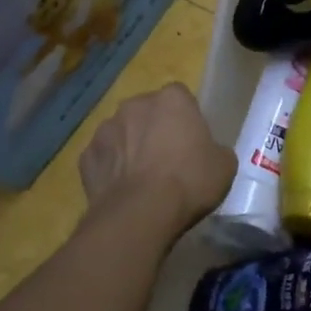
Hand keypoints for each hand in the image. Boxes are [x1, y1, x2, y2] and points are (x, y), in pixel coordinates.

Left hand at [77, 83, 234, 237]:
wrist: (141, 214)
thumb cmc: (190, 181)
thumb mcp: (225, 165)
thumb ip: (216, 149)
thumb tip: (209, 152)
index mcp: (172, 100)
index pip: (181, 96)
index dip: (186, 117)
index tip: (192, 139)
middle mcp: (135, 105)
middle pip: (148, 111)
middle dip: (155, 128)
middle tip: (169, 157)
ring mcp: (105, 129)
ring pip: (122, 132)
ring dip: (131, 146)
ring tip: (143, 177)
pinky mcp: (85, 157)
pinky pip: (103, 157)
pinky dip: (111, 169)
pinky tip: (123, 190)